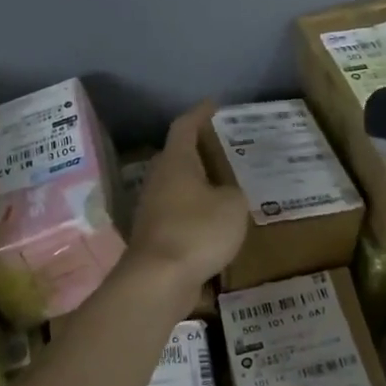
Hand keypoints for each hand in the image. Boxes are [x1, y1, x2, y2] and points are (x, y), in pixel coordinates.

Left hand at [126, 103, 248, 294]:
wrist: (159, 280)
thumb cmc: (198, 231)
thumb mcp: (233, 206)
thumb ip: (233, 193)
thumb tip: (225, 195)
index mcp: (176, 163)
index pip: (185, 127)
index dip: (200, 114)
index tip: (213, 105)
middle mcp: (159, 180)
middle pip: (177, 156)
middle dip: (198, 150)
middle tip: (222, 148)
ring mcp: (152, 209)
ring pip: (176, 187)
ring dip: (196, 184)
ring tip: (223, 185)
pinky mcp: (154, 236)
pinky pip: (177, 214)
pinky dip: (194, 212)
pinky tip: (213, 222)